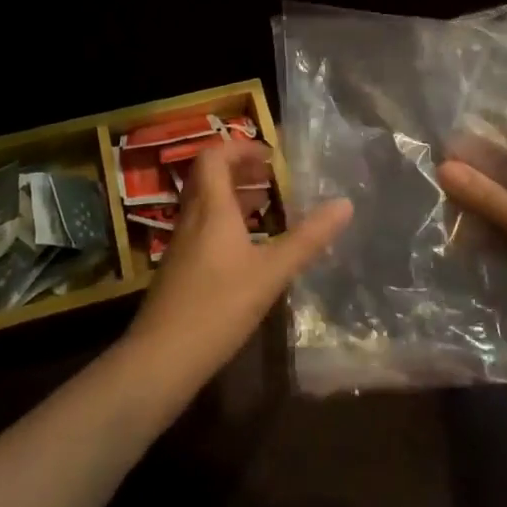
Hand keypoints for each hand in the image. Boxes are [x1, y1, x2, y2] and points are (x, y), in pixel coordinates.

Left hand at [125, 141, 351, 395]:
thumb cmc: (218, 307)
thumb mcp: (271, 272)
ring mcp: (181, 244)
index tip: (270, 156)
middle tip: (272, 176)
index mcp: (211, 208)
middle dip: (240, 169)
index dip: (240, 148)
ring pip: (205, 203)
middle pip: (208, 177)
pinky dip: (225, 222)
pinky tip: (247, 248)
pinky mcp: (179, 268)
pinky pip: (202, 227)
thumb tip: (345, 204)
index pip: (214, 156)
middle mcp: (192, 218)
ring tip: (266, 205)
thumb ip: (308, 239)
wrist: (161, 358)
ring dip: (233, 195)